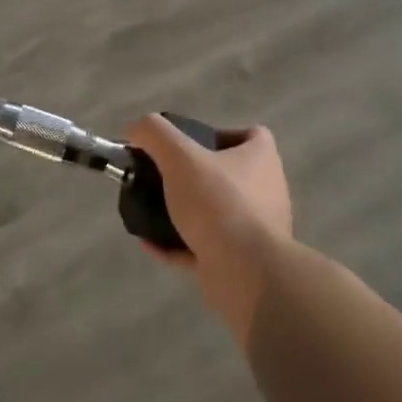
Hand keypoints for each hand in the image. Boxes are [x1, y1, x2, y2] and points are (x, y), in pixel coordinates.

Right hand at [124, 115, 291, 346]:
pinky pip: (205, 249)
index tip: (194, 144)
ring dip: (188, 214)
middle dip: (199, 177)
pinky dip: (178, 246)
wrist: (245, 274)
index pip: (253, 136)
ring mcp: (257, 232)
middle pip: (232, 176)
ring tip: (155, 209)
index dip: (224, 134)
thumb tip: (135, 127)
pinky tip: (150, 243)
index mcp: (262, 160)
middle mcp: (266, 192)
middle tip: (167, 177)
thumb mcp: (180, 157)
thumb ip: (155, 135)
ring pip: (218, 215)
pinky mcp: (242, 265)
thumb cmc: (219, 203)